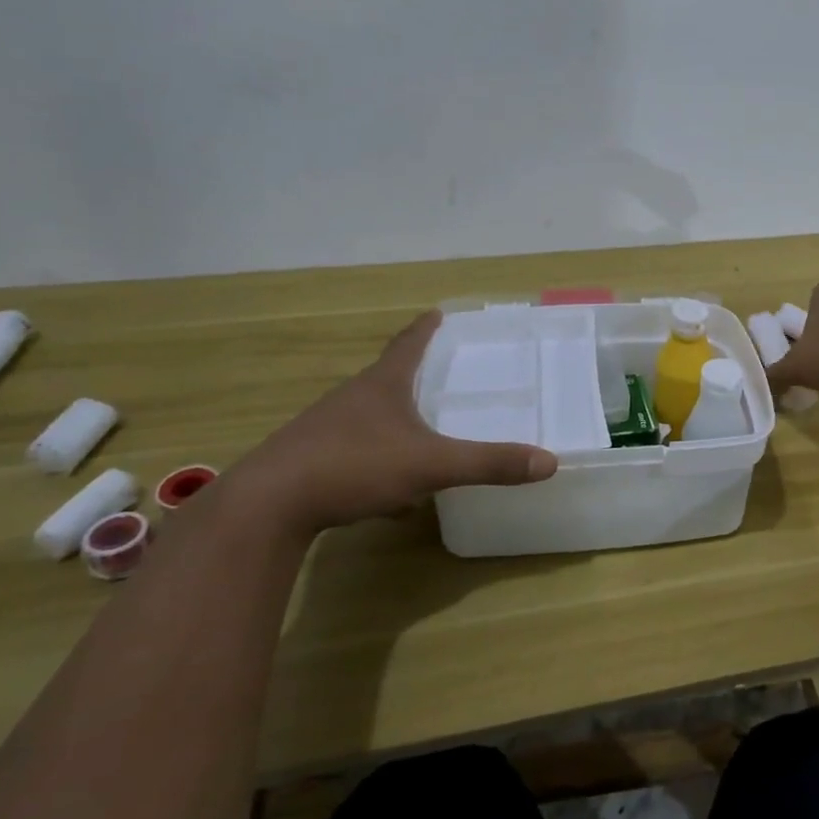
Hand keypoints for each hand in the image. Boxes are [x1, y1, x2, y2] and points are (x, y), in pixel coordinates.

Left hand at [224, 312, 556, 538]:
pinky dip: (379, 462)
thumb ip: (489, 463)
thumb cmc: (354, 465)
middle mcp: (353, 398)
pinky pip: (356, 452)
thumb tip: (549, 462)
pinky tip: (391, 496)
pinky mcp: (312, 460)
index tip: (438, 312)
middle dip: (415, 373)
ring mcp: (327, 428)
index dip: (426, 328)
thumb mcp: (431, 465)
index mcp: (383, 384)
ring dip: (397, 419)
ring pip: (371, 416)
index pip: (409, 343)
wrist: (268, 505)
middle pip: (389, 375)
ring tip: (423, 430)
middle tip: (443, 372)